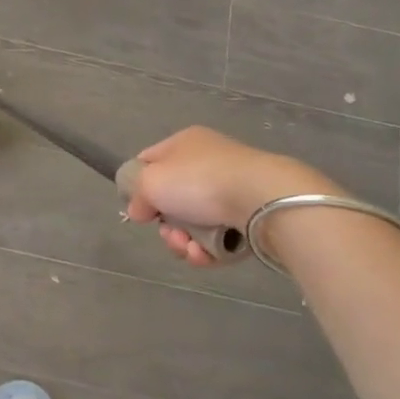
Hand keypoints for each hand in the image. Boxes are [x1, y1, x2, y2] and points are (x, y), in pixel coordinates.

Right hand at [124, 127, 339, 266]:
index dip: (139, 185)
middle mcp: (207, 162)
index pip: (149, 161)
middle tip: (170, 234)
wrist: (263, 199)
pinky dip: (207, 249)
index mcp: (184, 143)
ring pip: (194, 223)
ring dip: (184, 241)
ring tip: (190, 248)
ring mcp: (231, 190)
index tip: (139, 208)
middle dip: (166, 224)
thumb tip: (139, 211)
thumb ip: (137, 195)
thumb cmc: (199, 181)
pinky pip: (218, 236)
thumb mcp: (150, 181)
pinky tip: (205, 254)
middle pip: (172, 199)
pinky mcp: (249, 216)